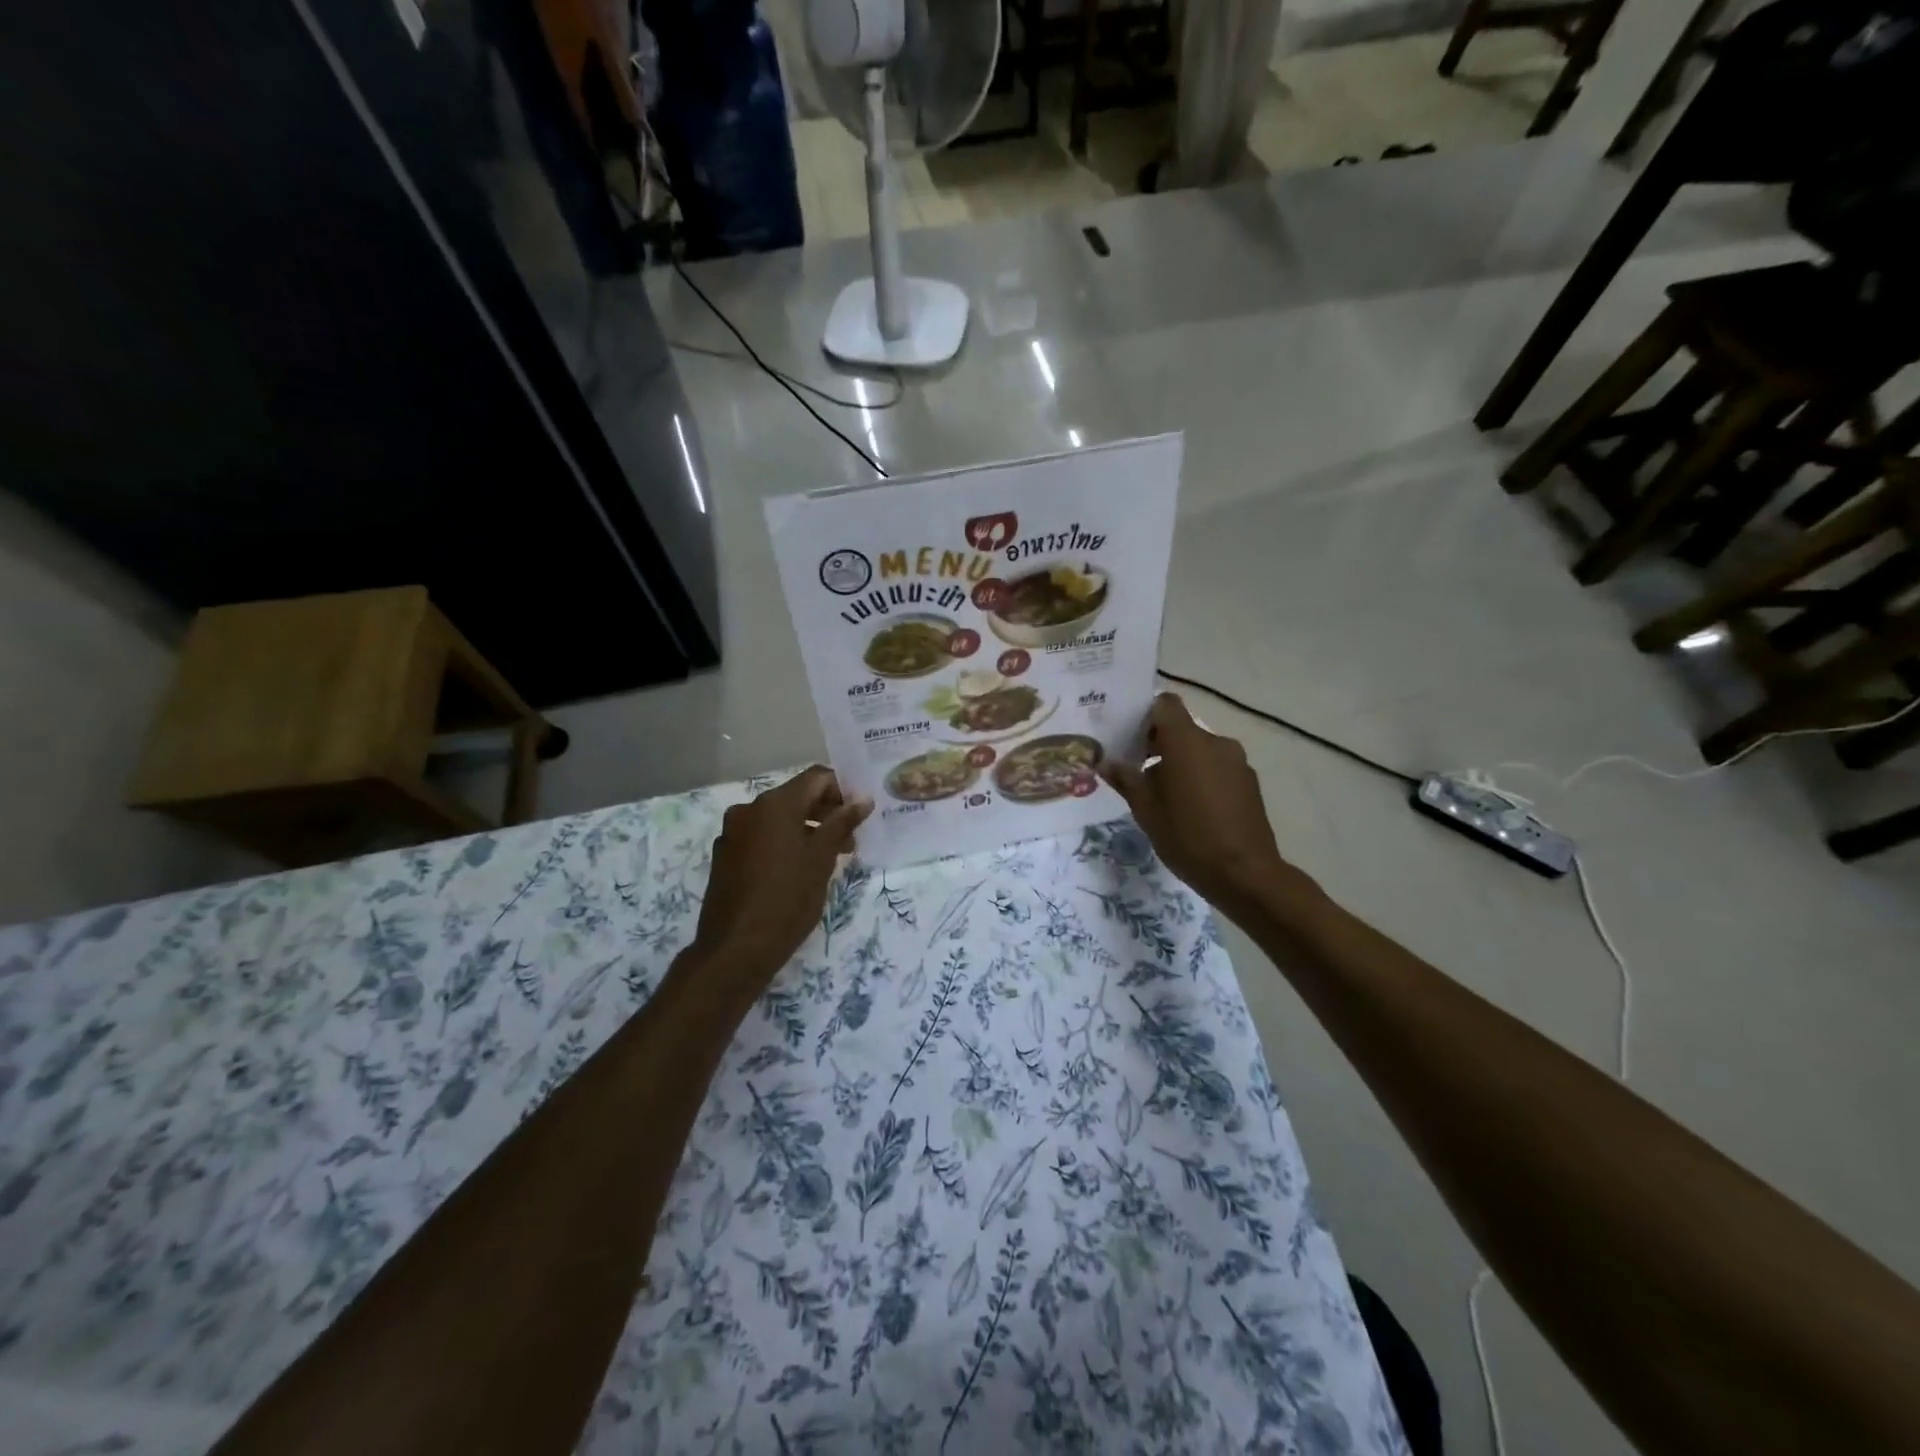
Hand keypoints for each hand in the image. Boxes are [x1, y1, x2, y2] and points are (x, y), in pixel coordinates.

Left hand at [691, 767, 872, 981]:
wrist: (735, 950)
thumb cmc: (787, 900)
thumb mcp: (822, 860)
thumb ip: (842, 823)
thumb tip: (863, 799)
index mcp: (774, 804)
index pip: (816, 777)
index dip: (842, 790)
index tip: (860, 815)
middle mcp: (749, 809)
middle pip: (796, 797)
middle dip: (826, 813)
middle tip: (850, 842)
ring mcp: (732, 833)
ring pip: (778, 819)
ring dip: (806, 830)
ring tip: (828, 859)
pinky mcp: (725, 856)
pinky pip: (761, 837)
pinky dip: (783, 844)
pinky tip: (796, 872)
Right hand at [1101, 694, 1301, 914]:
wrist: (1244, 873)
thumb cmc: (1187, 836)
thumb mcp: (1145, 809)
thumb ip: (1125, 779)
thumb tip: (1105, 762)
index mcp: (1187, 741)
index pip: (1165, 704)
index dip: (1145, 714)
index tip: (1129, 737)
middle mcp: (1215, 741)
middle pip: (1182, 728)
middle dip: (1158, 743)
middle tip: (1136, 769)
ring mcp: (1237, 761)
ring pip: (1200, 749)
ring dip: (1180, 761)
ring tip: (1163, 794)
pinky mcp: (1249, 782)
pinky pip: (1217, 767)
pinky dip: (1201, 776)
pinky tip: (1191, 807)